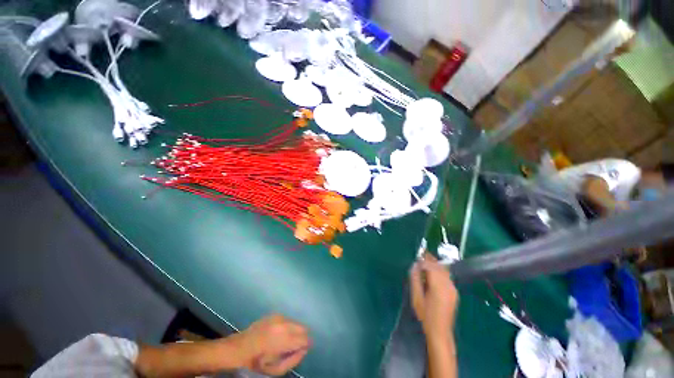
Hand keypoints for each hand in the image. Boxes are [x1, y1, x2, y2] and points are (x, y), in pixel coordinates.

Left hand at [235, 314, 310, 375]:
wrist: (239, 348)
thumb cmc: (257, 362)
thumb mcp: (276, 370)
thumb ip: (293, 360)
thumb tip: (304, 350)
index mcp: (285, 339)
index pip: (305, 338)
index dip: (307, 345)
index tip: (304, 349)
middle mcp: (285, 324)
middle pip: (303, 327)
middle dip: (302, 336)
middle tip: (295, 346)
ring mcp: (279, 317)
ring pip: (296, 322)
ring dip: (295, 330)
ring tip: (285, 340)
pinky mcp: (275, 313)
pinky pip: (288, 319)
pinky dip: (287, 325)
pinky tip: (279, 333)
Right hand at [410, 253, 458, 342]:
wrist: (440, 331)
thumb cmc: (425, 315)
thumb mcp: (416, 297)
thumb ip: (415, 279)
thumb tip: (414, 266)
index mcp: (438, 285)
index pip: (431, 266)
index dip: (423, 260)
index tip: (417, 255)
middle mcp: (448, 284)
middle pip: (439, 266)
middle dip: (430, 259)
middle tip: (422, 253)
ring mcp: (453, 288)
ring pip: (444, 270)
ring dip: (435, 264)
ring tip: (426, 260)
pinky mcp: (454, 292)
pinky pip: (447, 276)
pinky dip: (440, 271)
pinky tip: (433, 273)